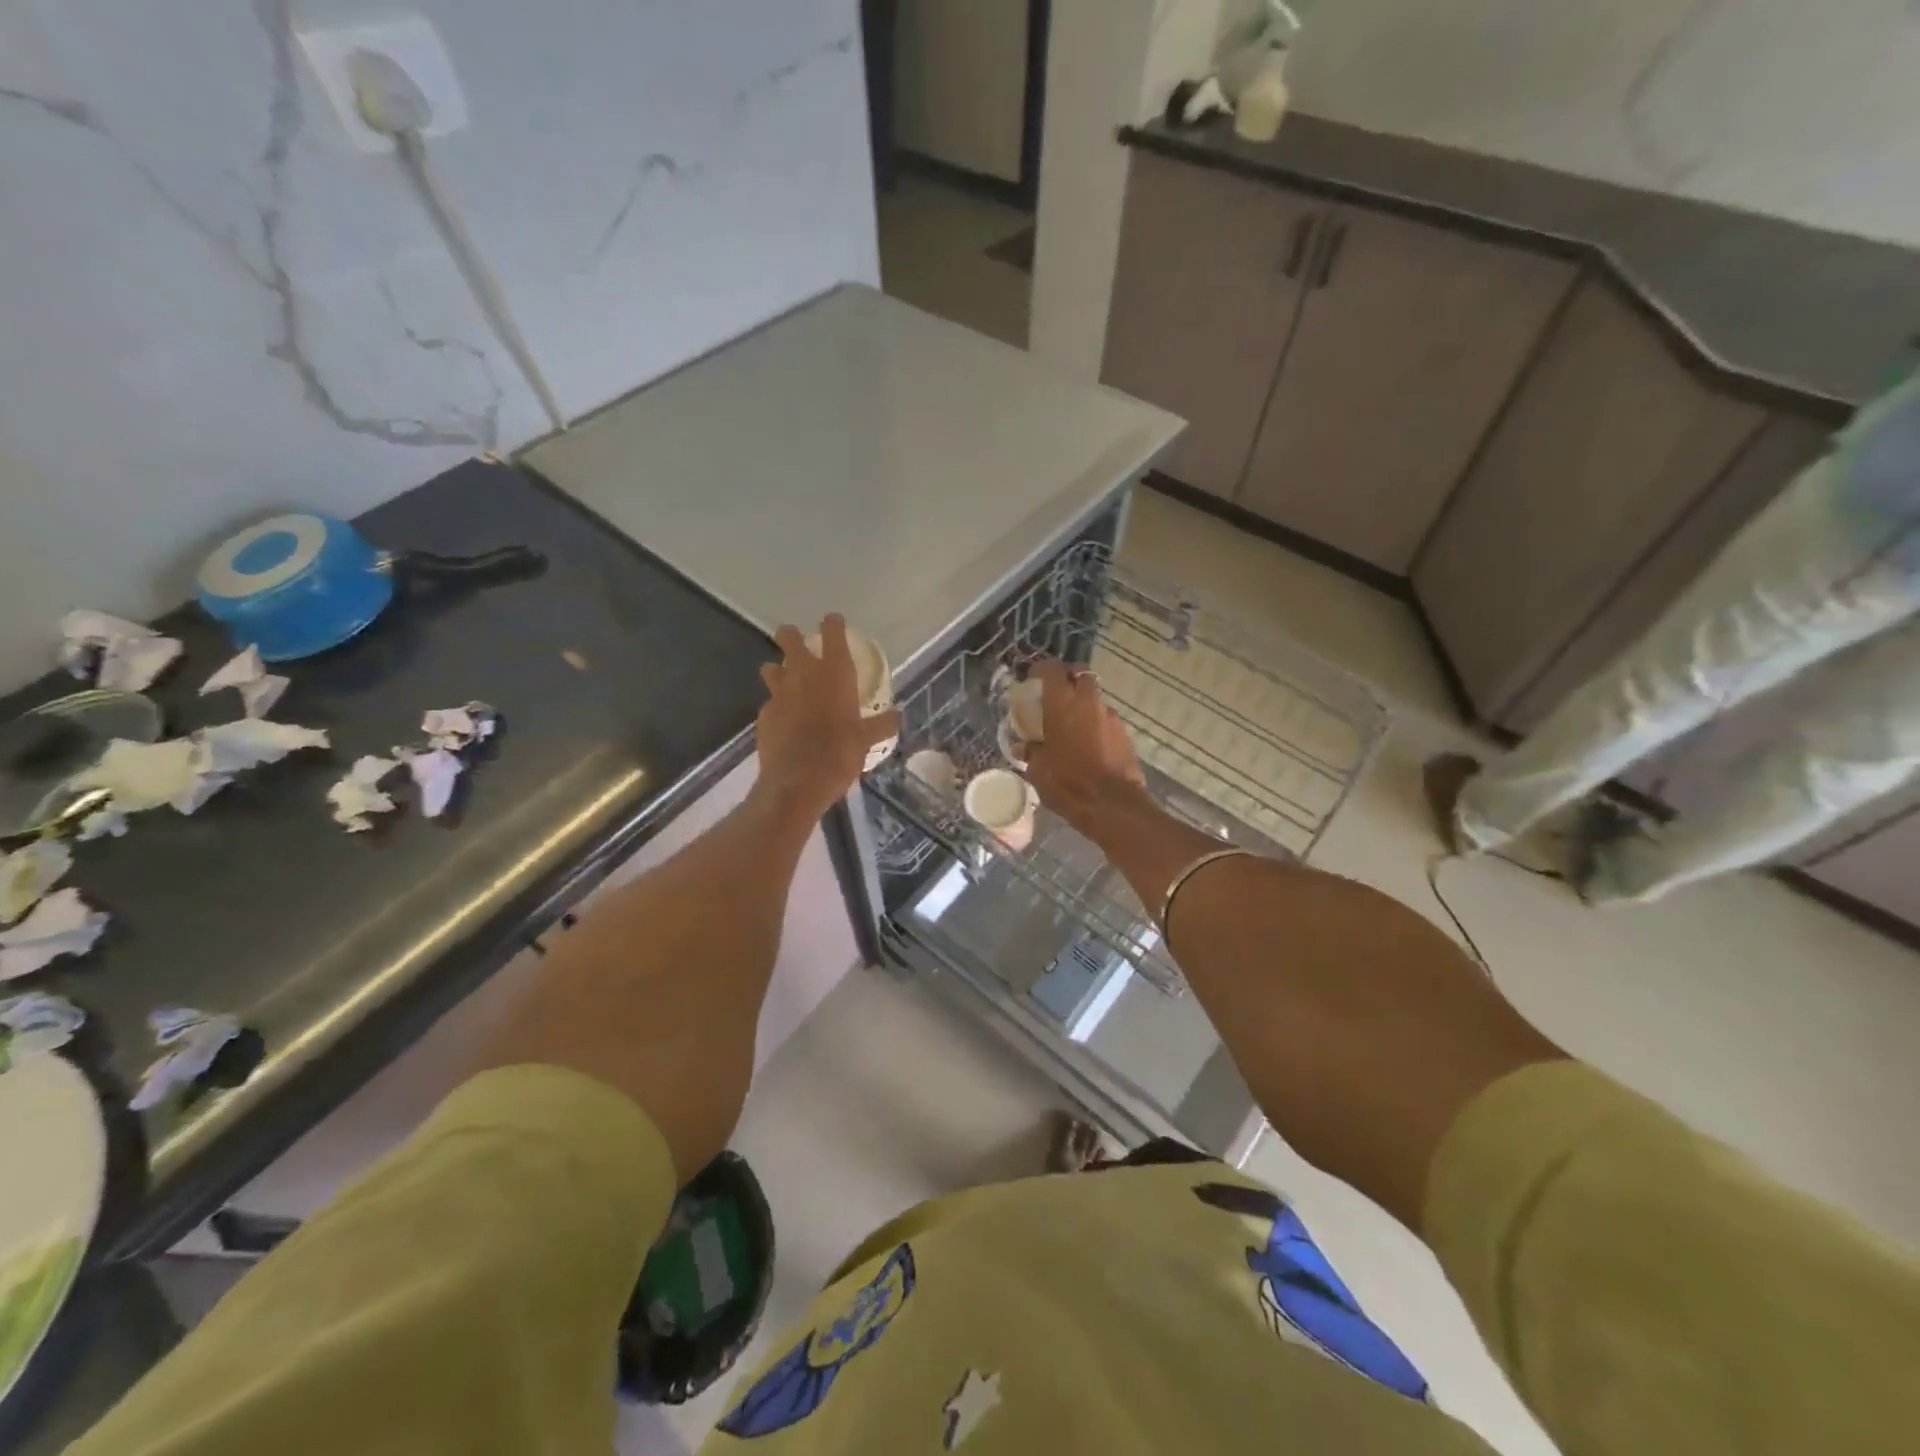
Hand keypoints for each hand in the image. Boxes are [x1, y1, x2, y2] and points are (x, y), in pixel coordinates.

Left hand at [754, 615, 899, 825]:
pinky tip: (786, 720)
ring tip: (789, 683)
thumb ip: (881, 725)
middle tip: (799, 643)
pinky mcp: (763, 713)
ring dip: (779, 670)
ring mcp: (778, 692)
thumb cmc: (839, 754)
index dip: (833, 624)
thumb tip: (896, 717)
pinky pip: (770, 700)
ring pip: (772, 667)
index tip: (834, 622)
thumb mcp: (867, 740)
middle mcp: (803, 673)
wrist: (796, 782)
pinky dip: (777, 705)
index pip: (832, 632)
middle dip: (792, 636)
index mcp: (834, 673)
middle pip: (789, 638)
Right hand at [1021, 660, 1149, 841]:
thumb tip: (1023, 747)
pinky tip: (1089, 744)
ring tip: (1072, 725)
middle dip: (1069, 679)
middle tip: (1056, 694)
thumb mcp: (1038, 770)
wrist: (1111, 804)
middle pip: (1081, 674)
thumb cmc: (1067, 783)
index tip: (1033, 677)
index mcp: (1062, 704)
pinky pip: (1106, 720)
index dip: (1041, 669)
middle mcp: (1088, 702)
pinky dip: (1096, 725)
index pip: (1052, 669)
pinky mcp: (1125, 734)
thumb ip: (1031, 752)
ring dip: (1084, 704)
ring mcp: (1110, 717)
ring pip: (1096, 698)